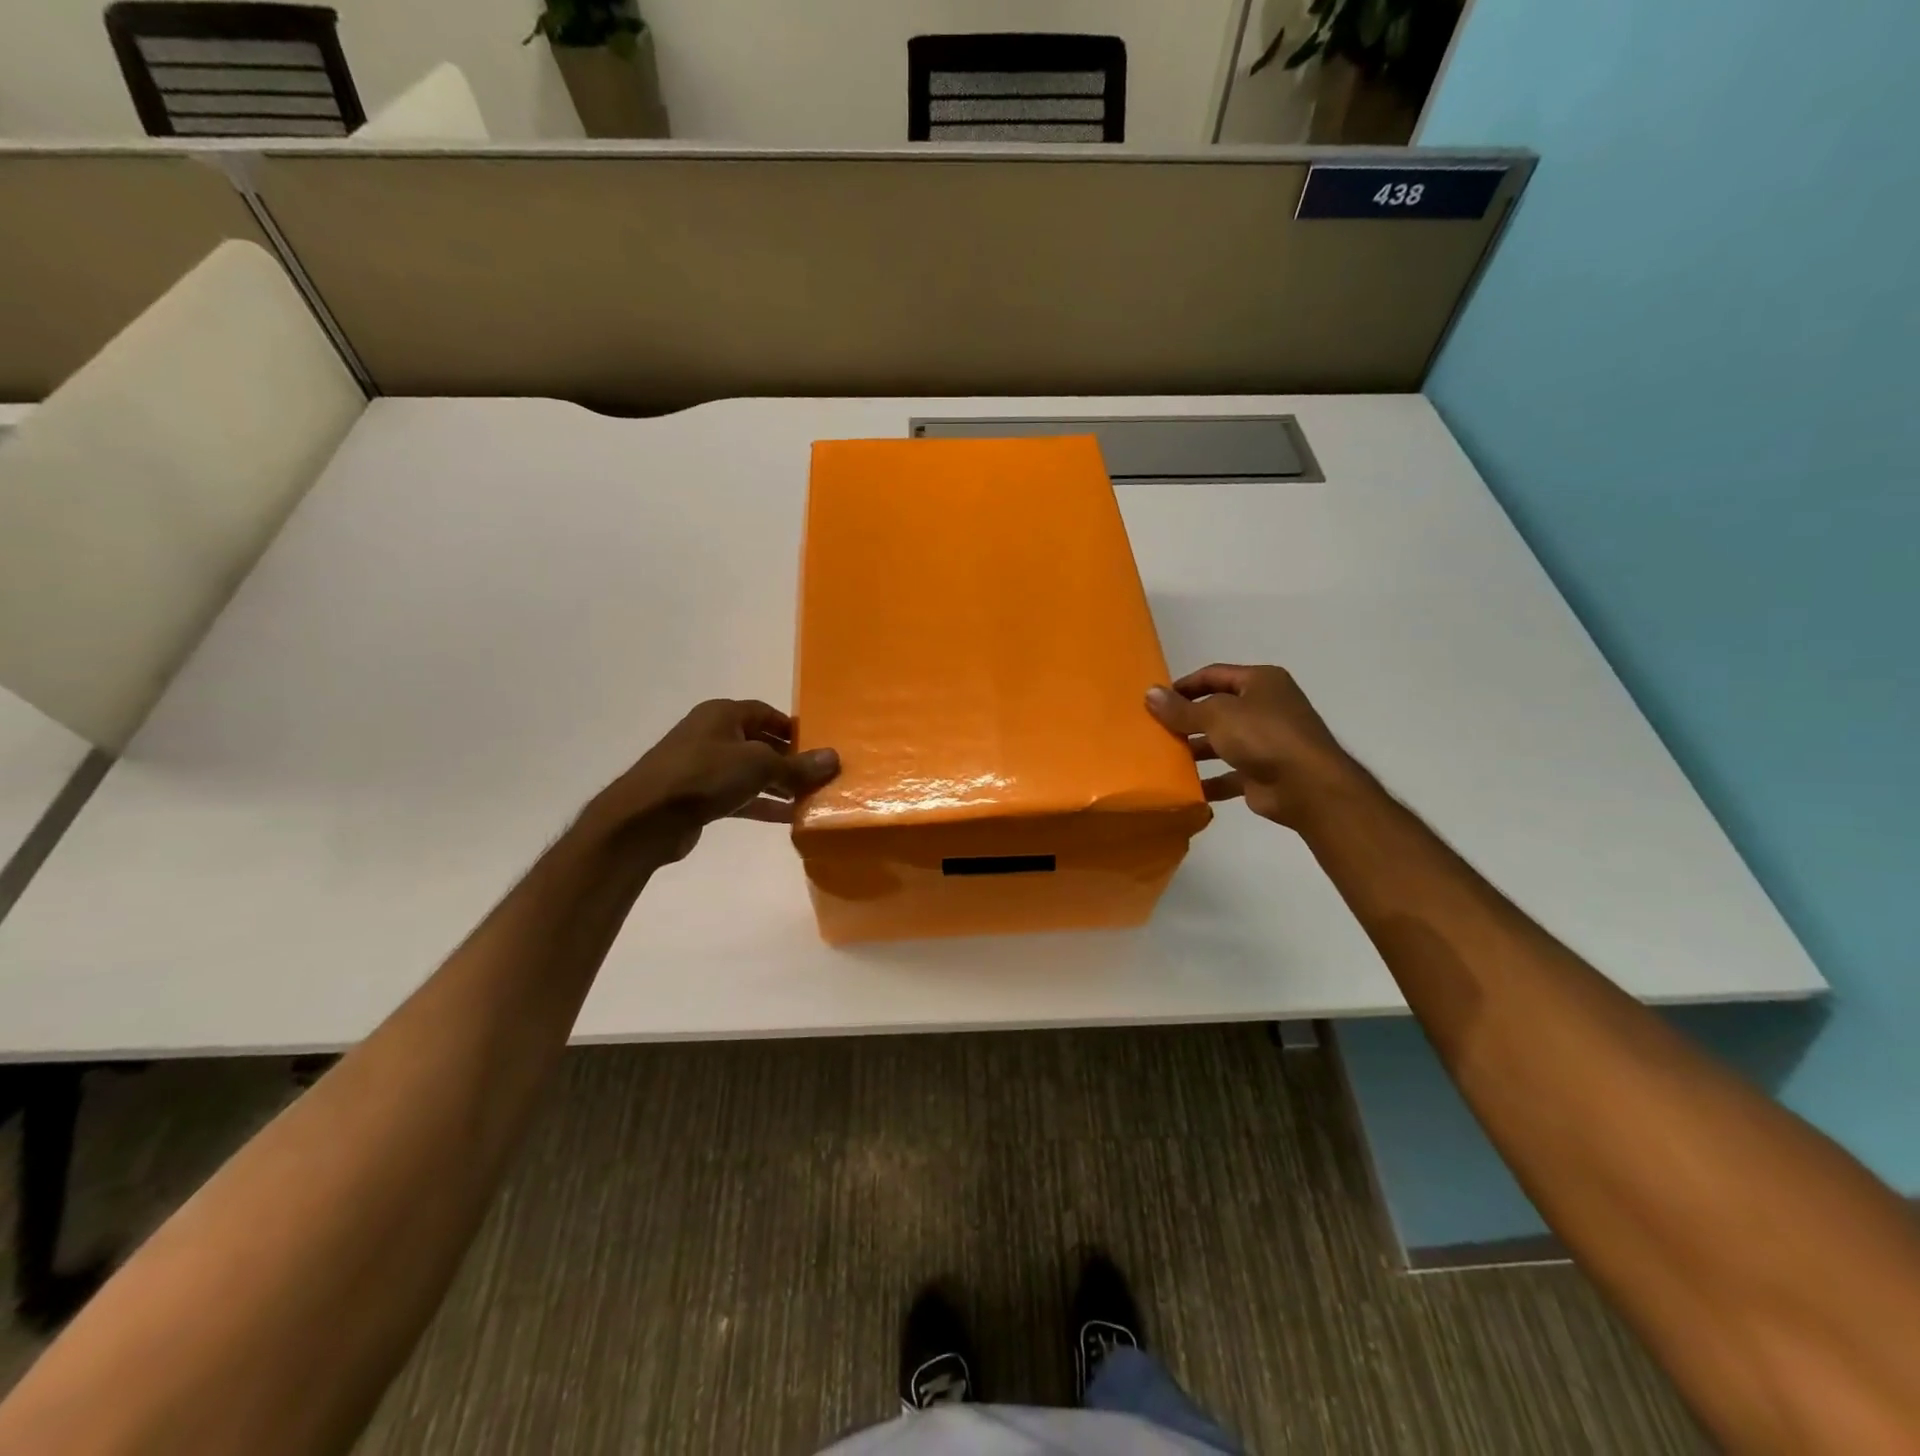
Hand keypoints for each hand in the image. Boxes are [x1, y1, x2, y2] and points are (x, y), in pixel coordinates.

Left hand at [589, 699, 839, 862]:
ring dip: (778, 785)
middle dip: (789, 760)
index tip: (819, 746)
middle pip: (760, 743)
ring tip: (810, 798)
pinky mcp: (698, 797)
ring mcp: (702, 767)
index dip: (793, 729)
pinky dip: (761, 804)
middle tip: (819, 775)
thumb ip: (797, 766)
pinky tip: (788, 817)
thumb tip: (834, 758)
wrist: (645, 818)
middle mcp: (712, 735)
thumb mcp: (758, 766)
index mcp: (722, 715)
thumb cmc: (704, 776)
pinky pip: (739, 796)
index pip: (766, 713)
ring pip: (750, 772)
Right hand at [1146, 665, 1361, 828]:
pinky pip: (1228, 775)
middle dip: (1187, 720)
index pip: (1214, 675)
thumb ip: (1181, 708)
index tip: (1156, 700)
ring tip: (1163, 758)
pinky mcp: (1263, 774)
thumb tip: (1149, 693)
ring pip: (1221, 742)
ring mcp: (1266, 742)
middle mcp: (1265, 708)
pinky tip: (1184, 787)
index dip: (1184, 685)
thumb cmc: (1263, 736)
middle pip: (1217, 709)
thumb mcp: (1216, 716)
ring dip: (1195, 751)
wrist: (1307, 787)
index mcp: (1261, 682)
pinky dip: (1209, 780)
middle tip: (1155, 730)